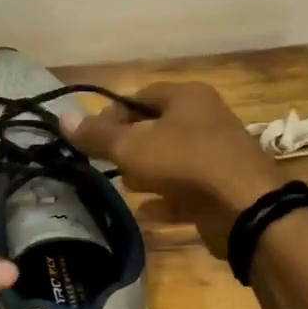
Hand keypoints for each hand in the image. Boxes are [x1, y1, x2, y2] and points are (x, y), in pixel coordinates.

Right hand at [70, 82, 287, 256]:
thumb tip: (62, 118)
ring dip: (148, 174)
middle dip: (129, 146)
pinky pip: (186, 191)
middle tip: (106, 164)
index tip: (92, 137)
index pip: (141, 96)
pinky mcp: (222, 188)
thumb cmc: (185, 163)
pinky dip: (166, 199)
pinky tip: (146, 212)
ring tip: (125, 188)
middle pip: (157, 128)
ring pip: (172, 160)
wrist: (245, 208)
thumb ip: (97, 135)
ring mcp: (218, 155)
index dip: (112, 113)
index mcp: (188, 97)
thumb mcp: (132, 147)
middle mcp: (206, 119)